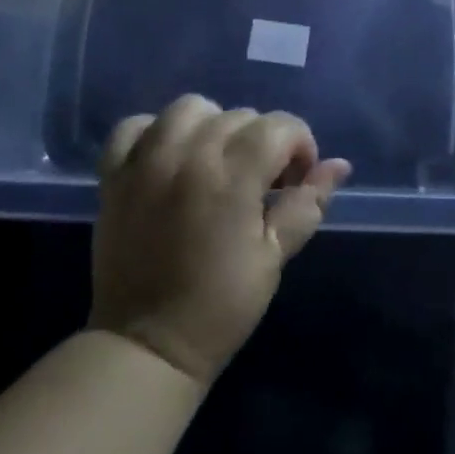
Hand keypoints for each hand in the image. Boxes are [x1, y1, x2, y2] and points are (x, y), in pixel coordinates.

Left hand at [88, 96, 350, 387]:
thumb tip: (340, 166)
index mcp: (233, 176)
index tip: (297, 179)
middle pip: (239, 115)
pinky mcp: (115, 174)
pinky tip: (169, 157)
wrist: (145, 345)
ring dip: (212, 126)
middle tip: (261, 183)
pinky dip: (155, 132)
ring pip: (190, 108)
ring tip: (216, 162)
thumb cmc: (220, 306)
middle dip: (262, 141)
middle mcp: (188, 155)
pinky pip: (135, 125)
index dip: (300, 145)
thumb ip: (307, 204)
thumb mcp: (274, 257)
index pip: (279, 126)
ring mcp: (146, 161)